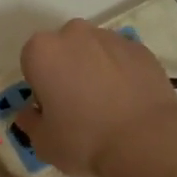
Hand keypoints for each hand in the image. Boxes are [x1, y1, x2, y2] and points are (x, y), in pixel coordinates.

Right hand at [15, 20, 176, 176]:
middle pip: (62, 50)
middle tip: (77, 105)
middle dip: (65, 70)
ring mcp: (111, 37)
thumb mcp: (42, 142)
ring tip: (107, 106)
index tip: (51, 109)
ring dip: (93, 69)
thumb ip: (29, 122)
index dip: (39, 86)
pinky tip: (127, 101)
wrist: (146, 142)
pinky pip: (120, 58)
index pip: (31, 63)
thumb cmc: (84, 140)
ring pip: (93, 51)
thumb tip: (31, 113)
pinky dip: (120, 73)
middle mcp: (74, 33)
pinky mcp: (141, 48)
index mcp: (42, 50)